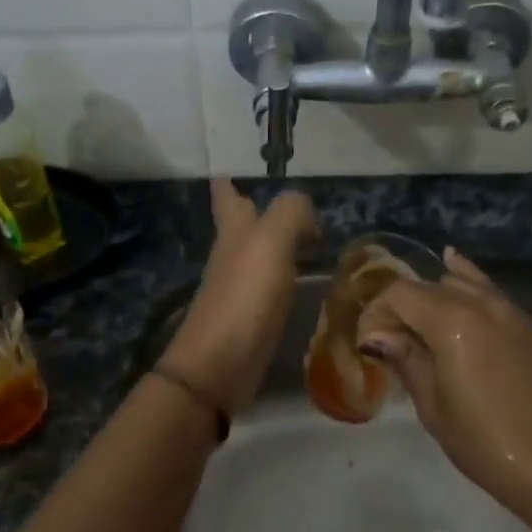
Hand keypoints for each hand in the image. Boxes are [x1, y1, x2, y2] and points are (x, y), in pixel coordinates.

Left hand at [158, 181, 316, 415]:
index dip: (227, 179)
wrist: (219, 366)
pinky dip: (288, 273)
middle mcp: (233, 254)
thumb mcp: (270, 242)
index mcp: (234, 230)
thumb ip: (290, 213)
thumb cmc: (243, 296)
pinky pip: (273, 283)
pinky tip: (306, 277)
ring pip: (260, 252)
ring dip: (279, 239)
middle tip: (287, 194)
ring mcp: (241, 286)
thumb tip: (306, 211)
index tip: (228, 165)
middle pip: (243, 222)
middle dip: (256, 205)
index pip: (226, 194)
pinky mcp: (254, 316)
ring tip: (312, 232)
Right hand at [356, 249, 531, 530]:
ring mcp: (513, 312)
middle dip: (403, 306)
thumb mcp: (435, 409)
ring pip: (463, 283)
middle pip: (430, 285)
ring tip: (422, 325)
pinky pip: (492, 293)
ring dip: (436, 297)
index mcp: (453, 320)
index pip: (400, 293)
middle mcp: (482, 303)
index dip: (377, 312)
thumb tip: (378, 336)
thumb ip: (407, 361)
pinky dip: (469, 284)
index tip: (370, 345)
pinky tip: (458, 277)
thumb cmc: (489, 446)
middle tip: (392, 343)